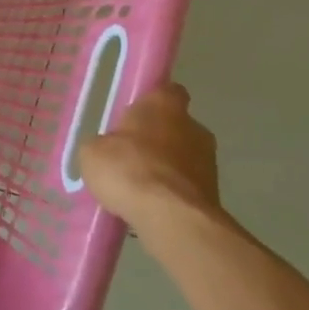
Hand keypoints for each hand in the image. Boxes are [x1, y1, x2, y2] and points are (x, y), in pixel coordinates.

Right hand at [77, 82, 222, 233]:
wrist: (172, 218)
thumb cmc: (129, 170)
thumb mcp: (93, 152)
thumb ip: (103, 144)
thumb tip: (108, 149)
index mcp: (164, 105)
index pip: (166, 91)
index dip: (152, 102)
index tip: (135, 116)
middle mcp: (194, 126)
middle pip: (176, 126)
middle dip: (158, 139)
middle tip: (131, 156)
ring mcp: (209, 162)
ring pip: (184, 158)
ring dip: (167, 168)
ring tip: (140, 188)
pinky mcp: (215, 194)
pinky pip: (188, 187)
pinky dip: (173, 194)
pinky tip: (152, 207)